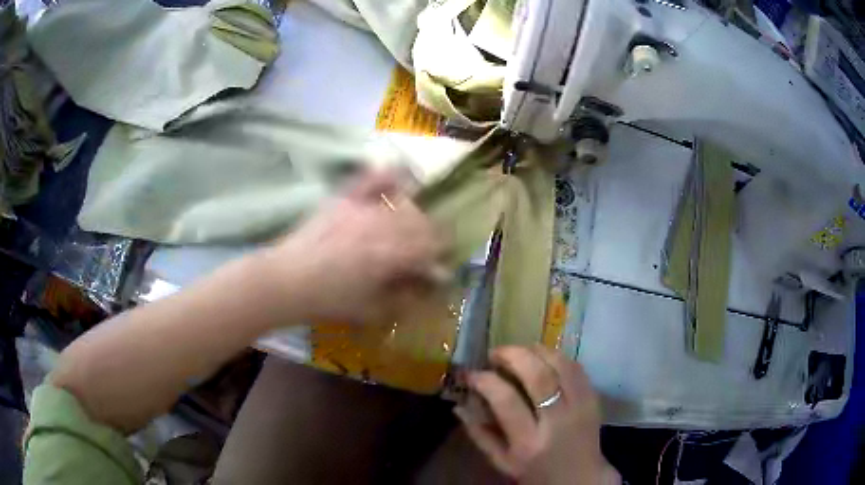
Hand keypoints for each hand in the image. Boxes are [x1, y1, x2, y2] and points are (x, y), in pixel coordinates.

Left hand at [262, 170, 448, 323]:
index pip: (433, 245)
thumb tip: (429, 286)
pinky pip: (371, 179)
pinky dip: (387, 176)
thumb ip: (406, 297)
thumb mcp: (372, 310)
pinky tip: (399, 174)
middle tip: (424, 250)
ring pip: (403, 203)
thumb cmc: (329, 300)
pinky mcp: (344, 198)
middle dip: (430, 236)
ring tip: (410, 226)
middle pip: (422, 222)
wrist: (287, 281)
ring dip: (414, 215)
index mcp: (392, 254)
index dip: (441, 254)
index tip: (439, 263)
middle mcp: (383, 225)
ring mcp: (362, 208)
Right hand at [455, 345, 619, 484]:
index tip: (472, 373)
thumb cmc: (536, 473)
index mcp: (529, 443)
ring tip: (519, 352)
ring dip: (537, 351)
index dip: (486, 380)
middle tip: (495, 353)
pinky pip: (577, 367)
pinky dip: (557, 356)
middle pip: (539, 375)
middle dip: (513, 355)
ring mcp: (581, 407)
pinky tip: (543, 358)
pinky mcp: (594, 398)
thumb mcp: (502, 462)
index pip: (506, 400)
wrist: (580, 477)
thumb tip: (459, 405)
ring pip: (561, 365)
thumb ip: (480, 434)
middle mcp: (557, 421)